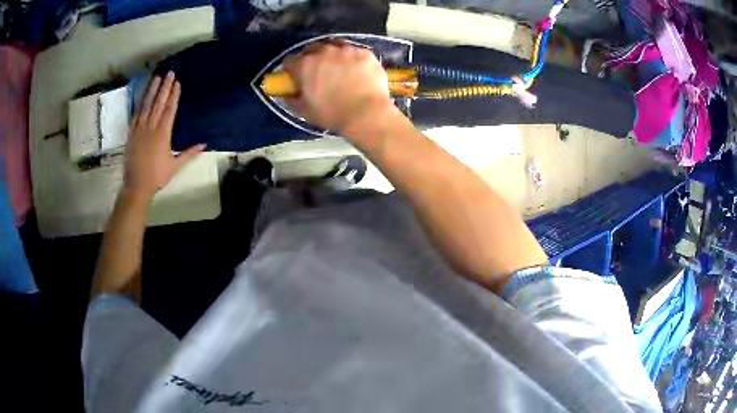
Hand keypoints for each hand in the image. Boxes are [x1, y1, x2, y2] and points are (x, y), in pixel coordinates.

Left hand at [123, 72, 204, 200]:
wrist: (136, 185)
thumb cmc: (157, 176)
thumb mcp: (175, 166)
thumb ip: (189, 153)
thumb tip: (204, 144)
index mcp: (162, 134)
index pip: (169, 110)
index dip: (173, 95)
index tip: (177, 83)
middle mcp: (150, 128)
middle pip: (158, 103)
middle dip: (165, 87)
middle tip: (170, 73)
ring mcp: (139, 129)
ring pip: (146, 105)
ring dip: (152, 90)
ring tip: (156, 77)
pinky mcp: (131, 133)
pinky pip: (136, 114)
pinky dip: (140, 103)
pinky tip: (143, 95)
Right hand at [283, 42, 395, 133]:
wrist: (367, 114)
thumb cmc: (332, 114)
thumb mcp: (305, 111)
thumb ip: (292, 99)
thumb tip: (286, 93)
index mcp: (305, 65)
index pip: (290, 60)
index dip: (291, 69)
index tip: (296, 77)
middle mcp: (324, 51)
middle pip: (312, 49)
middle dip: (312, 58)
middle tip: (318, 72)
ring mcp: (346, 49)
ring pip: (335, 45)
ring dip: (333, 54)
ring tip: (339, 67)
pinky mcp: (365, 52)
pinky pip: (355, 51)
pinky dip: (353, 58)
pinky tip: (357, 70)